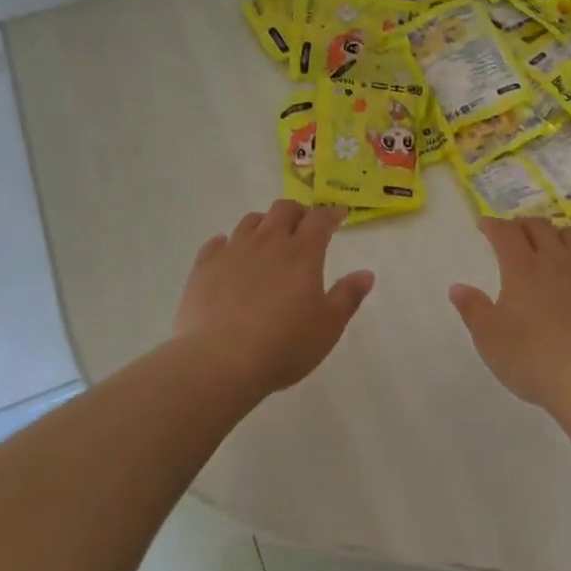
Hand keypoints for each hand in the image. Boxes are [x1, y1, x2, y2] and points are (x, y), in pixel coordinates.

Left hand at [176, 201, 375, 395]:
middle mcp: (267, 242)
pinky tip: (230, 254)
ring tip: (269, 239)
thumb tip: (366, 274)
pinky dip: (228, 243)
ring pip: (250, 221)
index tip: (339, 215)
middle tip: (304, 224)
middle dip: (298, 211)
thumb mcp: (328, 326)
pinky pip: (217, 243)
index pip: (320, 219)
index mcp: (302, 253)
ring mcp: (232, 251)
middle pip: (283, 210)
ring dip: (264, 223)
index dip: (332, 213)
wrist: (220, 361)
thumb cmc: (284, 345)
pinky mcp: (204, 267)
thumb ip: (348, 296)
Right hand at [449, 216, 570, 420]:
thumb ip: (473, 309)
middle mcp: (556, 260)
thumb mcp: (490, 339)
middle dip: (522, 225)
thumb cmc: (533, 359)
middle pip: (539, 227)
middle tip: (514, 234)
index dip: (493, 225)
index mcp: (522, 267)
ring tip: (549, 246)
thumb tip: (457, 287)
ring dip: (555, 235)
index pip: (506, 232)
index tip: (484, 225)